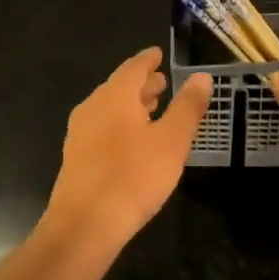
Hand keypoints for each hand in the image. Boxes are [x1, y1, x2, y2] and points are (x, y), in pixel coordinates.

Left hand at [45, 47, 212, 250]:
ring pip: (110, 108)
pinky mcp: (76, 157)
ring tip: (153, 108)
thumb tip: (202, 77)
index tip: (159, 54)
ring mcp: (80, 133)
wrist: (84, 226)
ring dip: (132, 105)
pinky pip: (102, 128)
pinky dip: (121, 124)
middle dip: (142, 83)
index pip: (133, 67)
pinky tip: (134, 141)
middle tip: (162, 82)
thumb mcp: (171, 141)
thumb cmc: (133, 177)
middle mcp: (93, 106)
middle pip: (120, 87)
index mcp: (114, 95)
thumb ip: (187, 107)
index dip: (149, 59)